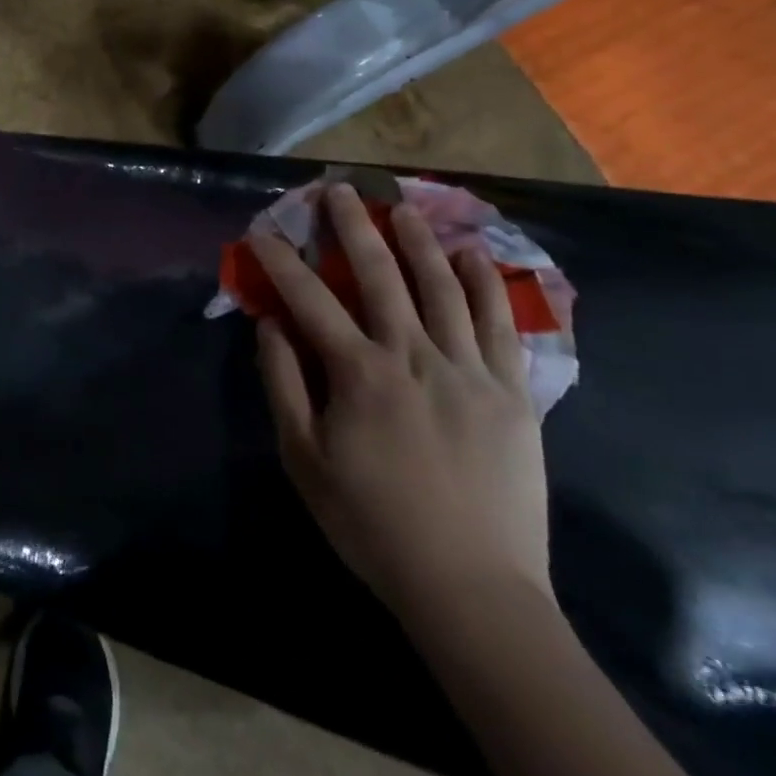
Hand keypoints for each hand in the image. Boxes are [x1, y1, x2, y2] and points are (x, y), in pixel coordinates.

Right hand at [251, 183, 550, 615]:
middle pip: (380, 276)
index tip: (263, 229)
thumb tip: (271, 324)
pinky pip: (500, 325)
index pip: (310, 299)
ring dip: (418, 242)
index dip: (282, 260)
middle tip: (340, 189)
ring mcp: (468, 369)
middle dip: (353, 227)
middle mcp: (413, 355)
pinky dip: (485, 285)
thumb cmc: (372, 523)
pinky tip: (472, 256)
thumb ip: (284, 383)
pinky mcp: (511, 391)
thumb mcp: (304, 458)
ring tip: (401, 208)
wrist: (471, 587)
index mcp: (358, 373)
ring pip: (442, 288)